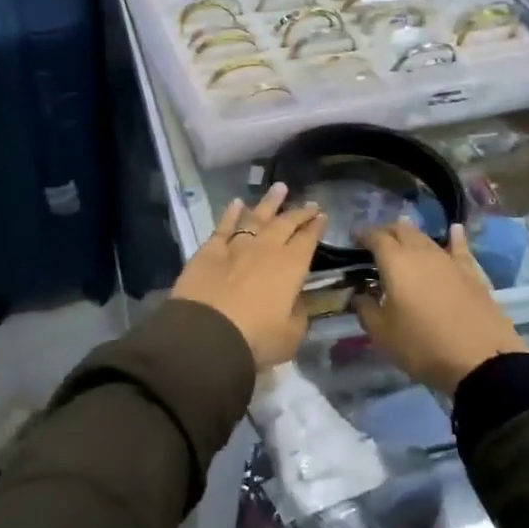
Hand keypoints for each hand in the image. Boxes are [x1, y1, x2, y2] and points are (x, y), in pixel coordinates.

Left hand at [174, 183, 325, 369]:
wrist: (206, 334)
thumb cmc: (255, 339)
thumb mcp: (290, 336)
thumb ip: (298, 314)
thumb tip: (296, 300)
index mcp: (291, 267)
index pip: (308, 240)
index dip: (316, 227)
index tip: (322, 216)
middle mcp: (266, 248)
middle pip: (285, 223)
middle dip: (299, 212)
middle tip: (309, 203)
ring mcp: (236, 245)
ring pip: (256, 216)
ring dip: (269, 202)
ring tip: (279, 188)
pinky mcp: (209, 249)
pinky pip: (224, 225)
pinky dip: (231, 212)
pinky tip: (237, 203)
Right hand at [354, 218, 528, 393]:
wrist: (481, 360)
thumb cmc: (422, 345)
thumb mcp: (382, 334)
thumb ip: (365, 309)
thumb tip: (360, 295)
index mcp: (395, 262)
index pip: (375, 237)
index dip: (362, 234)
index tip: (353, 238)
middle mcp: (421, 252)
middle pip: (401, 230)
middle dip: (386, 231)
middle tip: (376, 241)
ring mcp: (449, 261)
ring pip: (426, 238)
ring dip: (411, 235)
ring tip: (403, 235)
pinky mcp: (472, 274)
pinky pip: (459, 248)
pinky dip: (454, 238)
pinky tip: (454, 230)